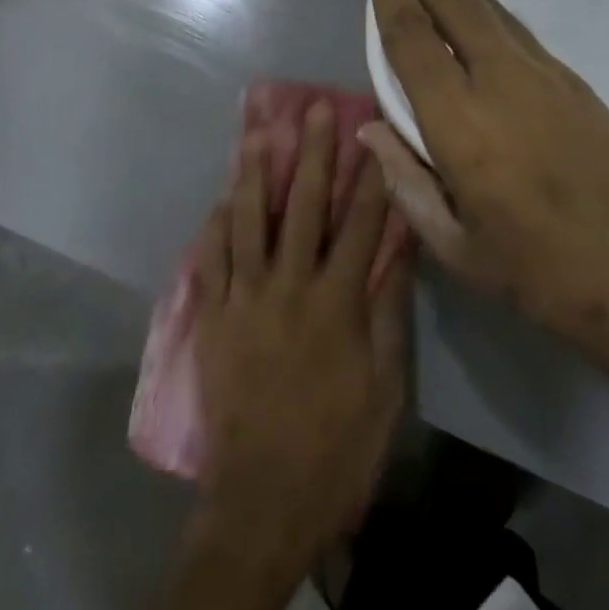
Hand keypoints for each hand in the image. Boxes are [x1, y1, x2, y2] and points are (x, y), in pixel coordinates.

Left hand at [191, 102, 411, 571]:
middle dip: (312, 154)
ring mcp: (244, 300)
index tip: (374, 136)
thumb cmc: (337, 447)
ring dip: (253, 174)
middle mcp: (288, 287)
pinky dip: (215, 227)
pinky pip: (210, 261)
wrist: (264, 500)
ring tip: (255, 135)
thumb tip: (398, 254)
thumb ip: (388, 314)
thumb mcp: (385, 387)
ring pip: (248, 222)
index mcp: (336, 303)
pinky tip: (220, 200)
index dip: (370, 178)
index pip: (360, 225)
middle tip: (313, 109)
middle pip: (304, 207)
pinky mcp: (211, 319)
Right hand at [362, 0, 608, 419]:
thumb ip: (408, 184)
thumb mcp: (462, 252)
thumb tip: (373, 129)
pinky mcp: (573, 84)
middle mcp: (503, 82)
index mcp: (464, 126)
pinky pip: (511, 27)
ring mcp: (546, 77)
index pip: (412, 34)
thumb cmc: (553, 282)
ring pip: (485, 0)